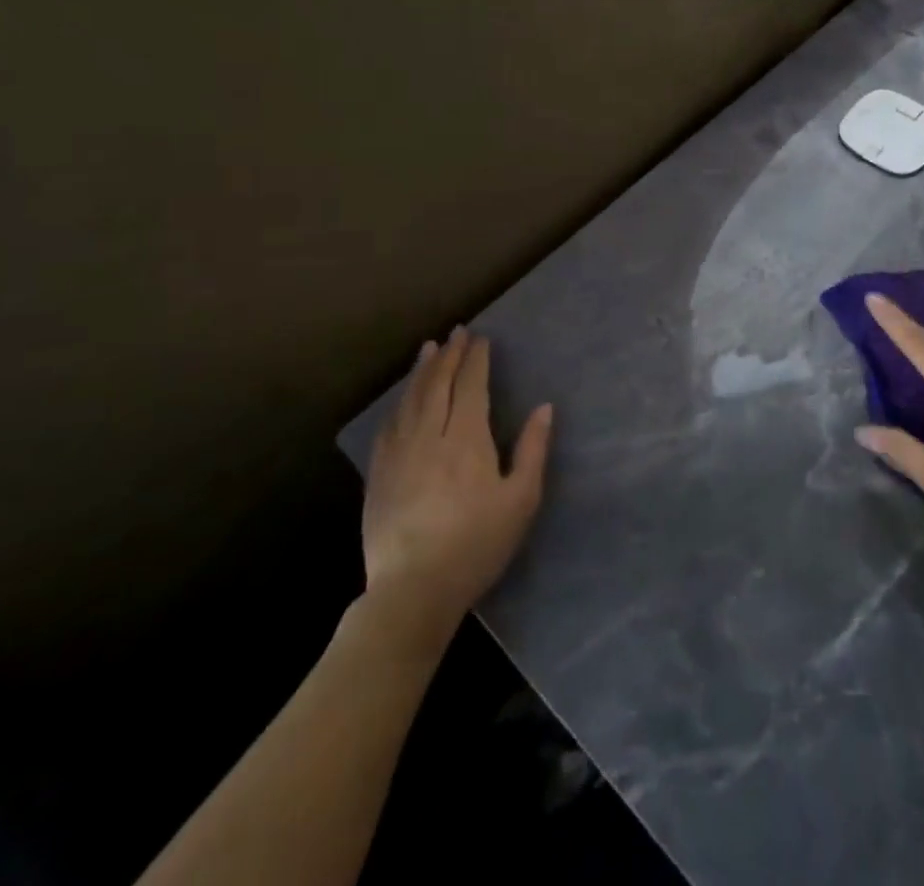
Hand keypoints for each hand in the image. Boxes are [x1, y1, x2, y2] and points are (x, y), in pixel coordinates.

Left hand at [361, 328, 553, 623]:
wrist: (413, 590)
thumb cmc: (477, 544)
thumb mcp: (520, 500)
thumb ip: (532, 450)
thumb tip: (544, 408)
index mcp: (466, 439)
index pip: (471, 387)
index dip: (476, 360)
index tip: (481, 339)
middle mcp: (430, 436)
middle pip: (438, 385)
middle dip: (449, 355)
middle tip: (457, 332)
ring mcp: (399, 454)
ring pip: (411, 400)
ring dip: (422, 371)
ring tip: (429, 349)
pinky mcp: (379, 474)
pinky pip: (389, 426)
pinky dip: (399, 403)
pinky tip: (403, 398)